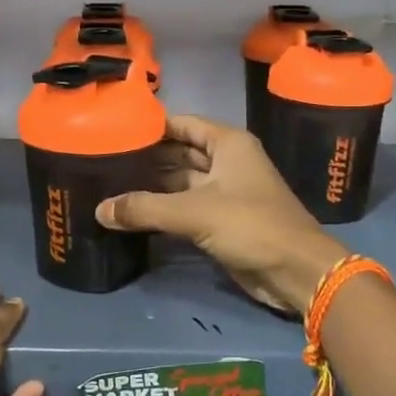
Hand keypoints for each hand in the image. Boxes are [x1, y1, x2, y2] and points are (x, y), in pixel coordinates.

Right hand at [95, 114, 342, 315]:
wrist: (296, 271)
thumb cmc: (251, 226)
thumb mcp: (195, 213)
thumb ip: (145, 208)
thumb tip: (99, 210)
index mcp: (228, 144)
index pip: (182, 123)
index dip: (151, 125)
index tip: (114, 128)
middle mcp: (227, 162)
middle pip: (179, 152)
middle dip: (147, 157)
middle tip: (104, 159)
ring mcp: (226, 192)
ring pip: (181, 182)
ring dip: (152, 185)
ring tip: (109, 184)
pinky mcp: (222, 220)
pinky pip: (186, 207)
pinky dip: (162, 209)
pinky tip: (132, 212)